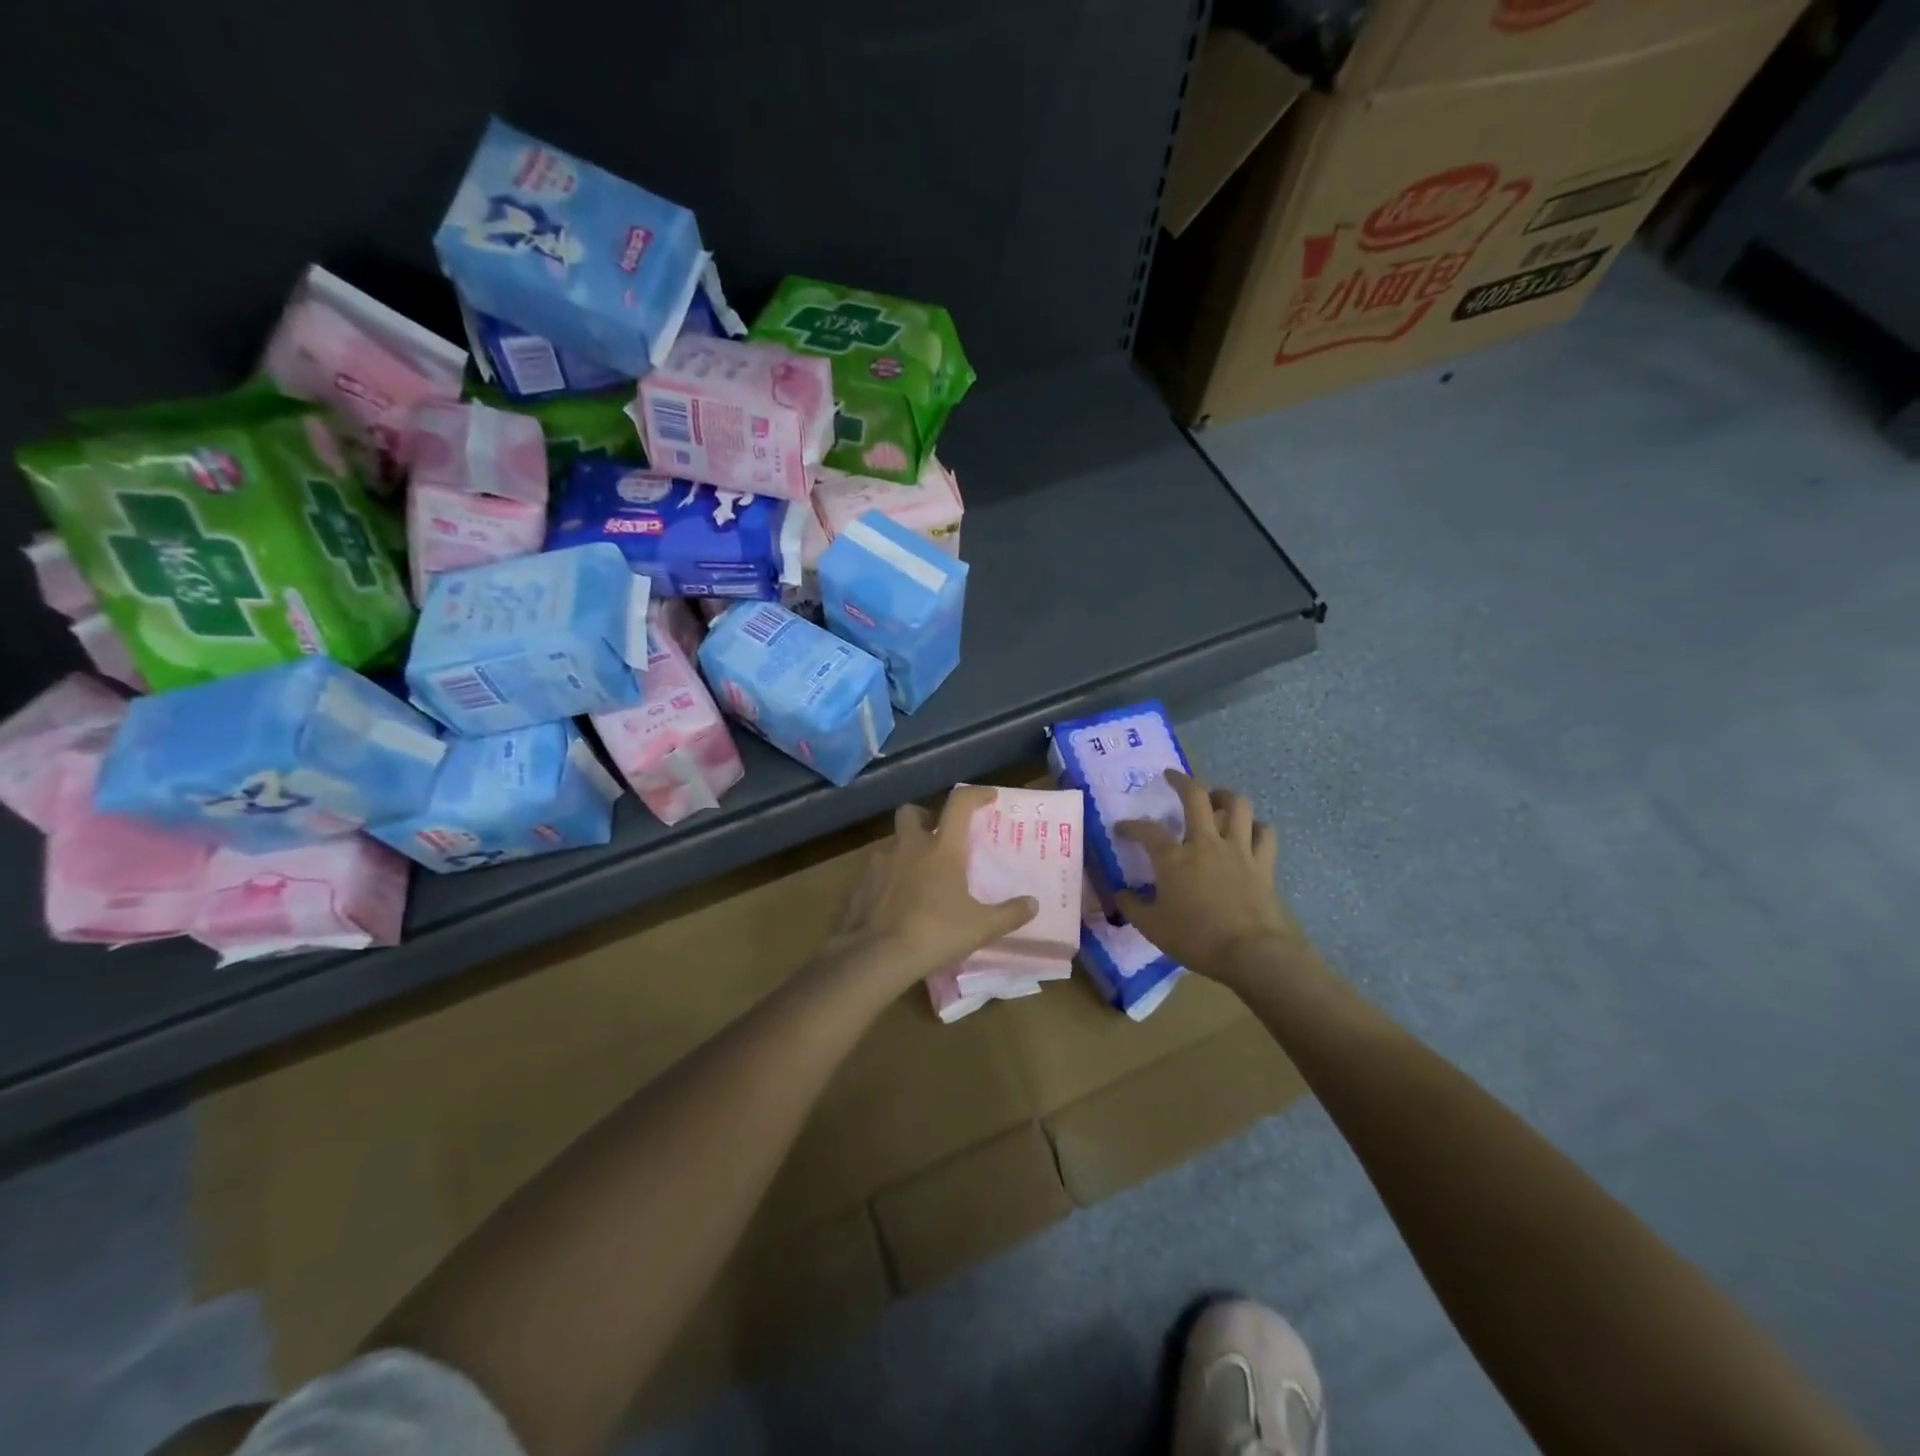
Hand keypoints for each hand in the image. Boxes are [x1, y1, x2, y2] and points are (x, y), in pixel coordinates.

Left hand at [830, 784, 1038, 989]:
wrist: (877, 955)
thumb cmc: (936, 933)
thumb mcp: (981, 927)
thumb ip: (1009, 914)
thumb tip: (1032, 904)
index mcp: (942, 848)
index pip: (959, 804)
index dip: (976, 795)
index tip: (988, 797)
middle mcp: (910, 846)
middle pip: (912, 812)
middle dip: (925, 817)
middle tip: (938, 835)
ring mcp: (881, 863)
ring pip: (893, 842)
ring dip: (906, 850)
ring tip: (919, 875)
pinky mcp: (861, 884)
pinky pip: (877, 870)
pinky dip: (889, 877)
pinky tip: (897, 900)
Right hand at [1115, 771, 1316, 988]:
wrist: (1251, 952)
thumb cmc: (1196, 938)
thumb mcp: (1152, 927)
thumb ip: (1133, 906)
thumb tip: (1121, 893)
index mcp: (1174, 858)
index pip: (1147, 831)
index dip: (1131, 826)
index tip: (1122, 828)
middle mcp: (1205, 843)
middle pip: (1195, 797)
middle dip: (1181, 781)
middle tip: (1172, 777)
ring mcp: (1238, 850)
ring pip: (1237, 805)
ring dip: (1225, 796)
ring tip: (1216, 798)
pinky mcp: (1263, 863)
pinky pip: (1264, 833)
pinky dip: (1256, 828)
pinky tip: (1249, 831)